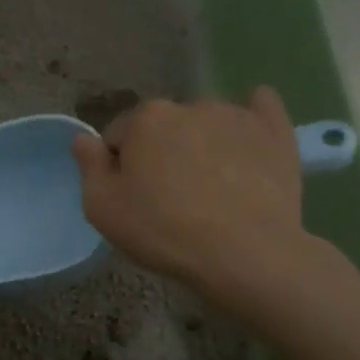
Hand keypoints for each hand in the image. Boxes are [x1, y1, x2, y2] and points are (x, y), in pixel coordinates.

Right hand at [71, 88, 316, 298]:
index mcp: (144, 119)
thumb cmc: (163, 230)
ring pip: (204, 124)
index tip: (129, 196)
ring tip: (209, 187)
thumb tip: (83, 138)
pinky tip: (247, 140)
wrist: (245, 253)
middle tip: (168, 196)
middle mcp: (189, 105)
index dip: (118, 167)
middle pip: (162, 127)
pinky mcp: (276, 132)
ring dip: (199, 144)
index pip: (118, 136)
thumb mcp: (102, 208)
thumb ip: (88, 166)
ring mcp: (236, 115)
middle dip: (159, 152)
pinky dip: (251, 119)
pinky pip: (261, 109)